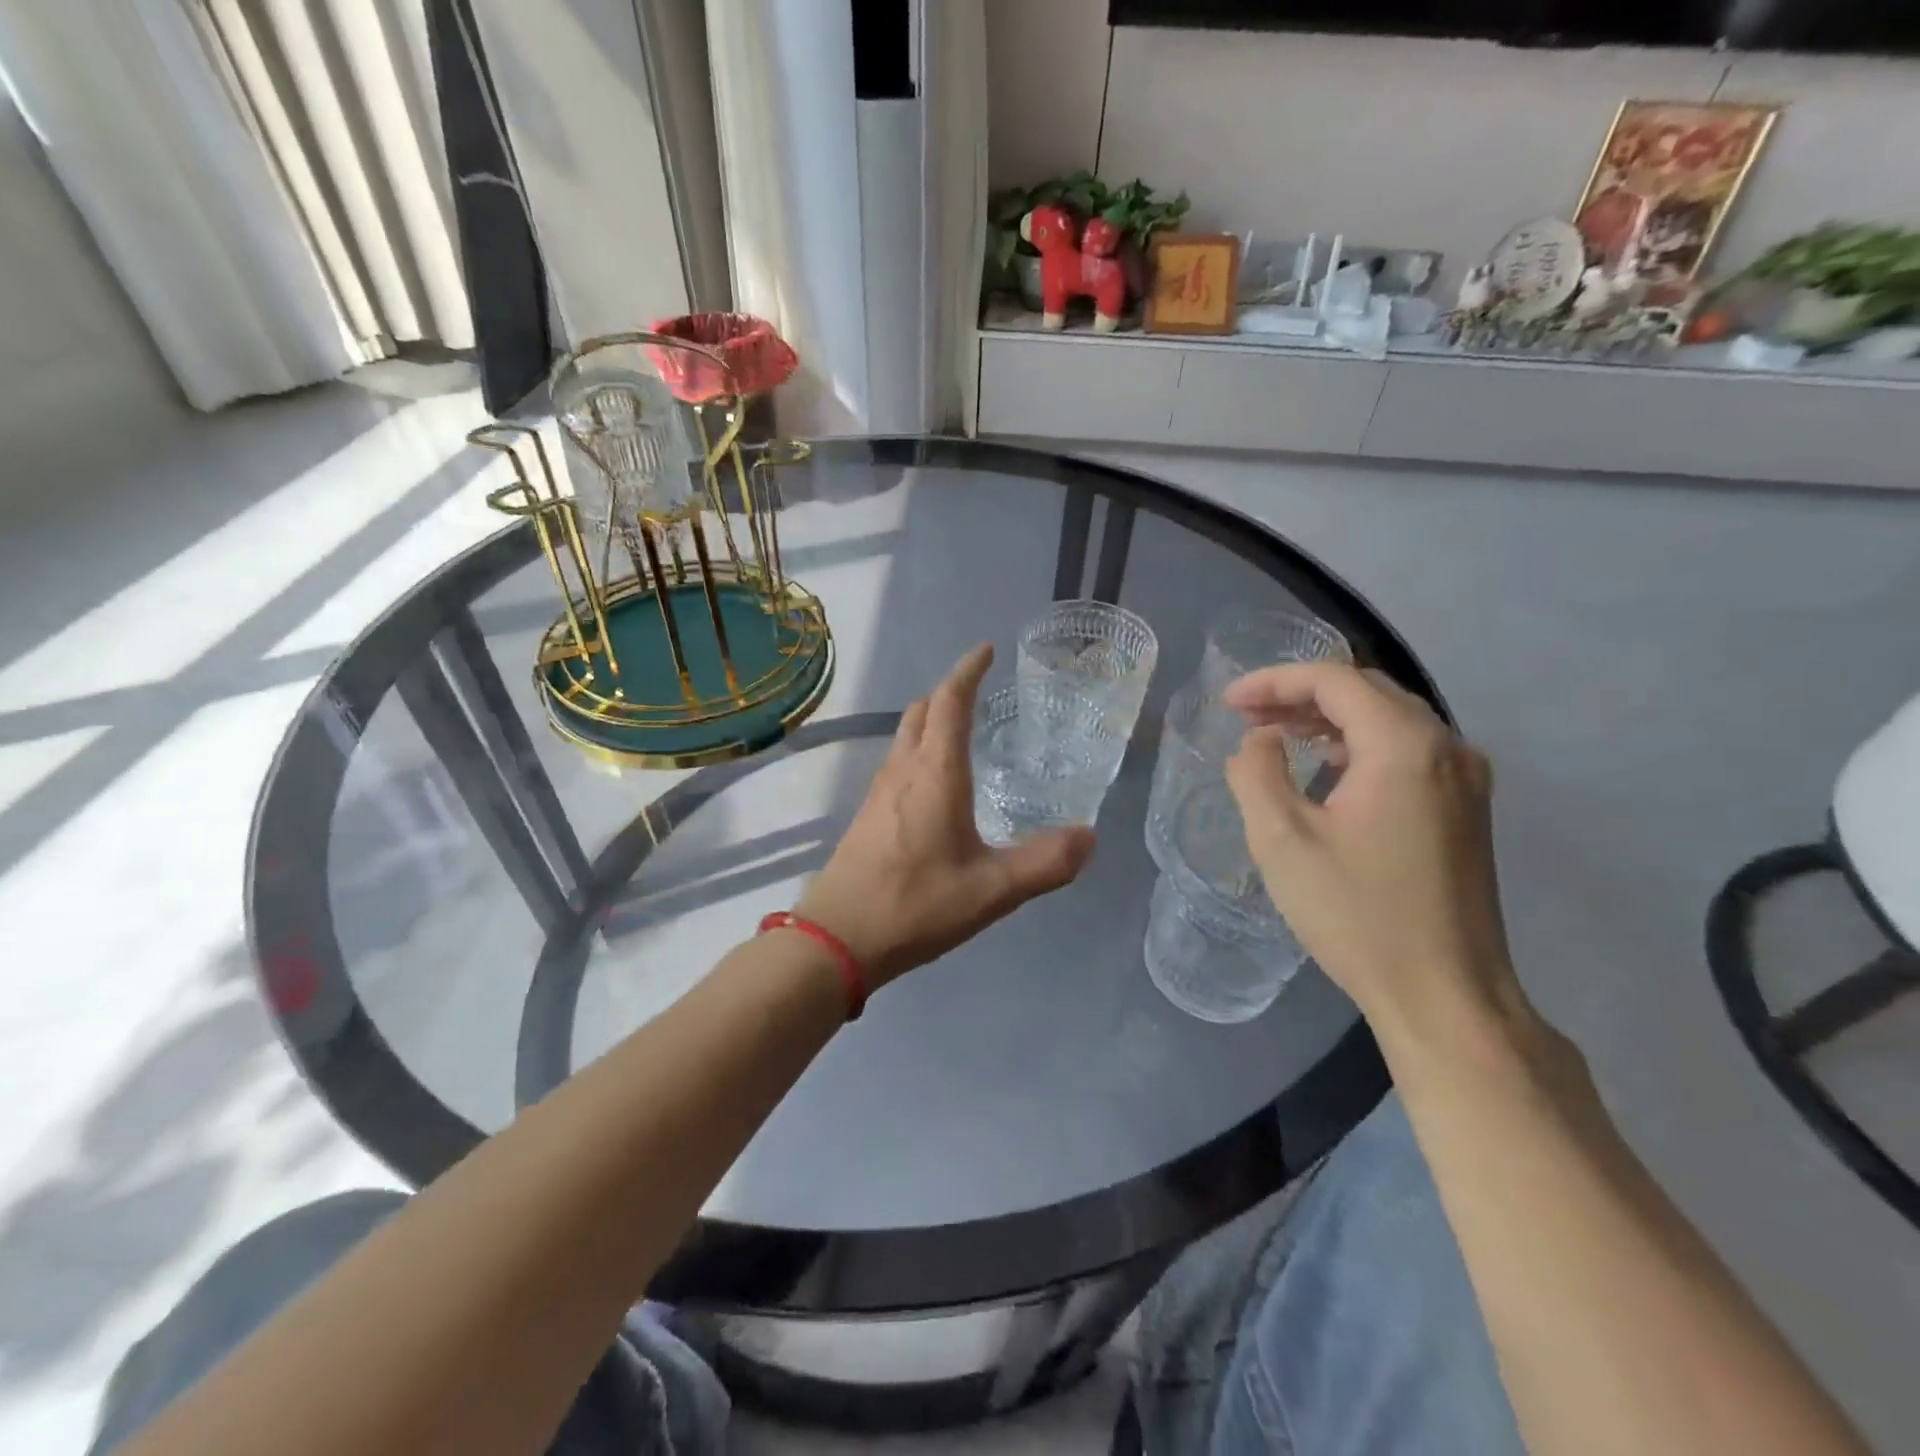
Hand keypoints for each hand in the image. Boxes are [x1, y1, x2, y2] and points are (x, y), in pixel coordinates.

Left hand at [796, 644, 1094, 987]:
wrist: (836, 939)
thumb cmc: (915, 905)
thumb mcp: (992, 891)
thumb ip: (1044, 863)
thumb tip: (1089, 837)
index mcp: (935, 773)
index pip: (950, 702)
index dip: (968, 671)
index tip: (986, 650)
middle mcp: (902, 771)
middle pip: (921, 712)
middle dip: (948, 693)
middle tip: (978, 692)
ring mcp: (878, 793)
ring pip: (904, 738)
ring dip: (930, 722)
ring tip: (961, 733)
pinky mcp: (866, 816)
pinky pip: (896, 765)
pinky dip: (919, 753)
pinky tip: (935, 786)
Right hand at [1222, 663, 1527, 1043]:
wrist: (1445, 994)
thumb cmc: (1357, 914)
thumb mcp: (1282, 840)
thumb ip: (1257, 773)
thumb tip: (1260, 741)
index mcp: (1405, 745)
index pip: (1334, 681)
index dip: (1274, 681)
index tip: (1228, 703)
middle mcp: (1447, 747)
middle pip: (1366, 691)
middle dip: (1300, 695)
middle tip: (1247, 716)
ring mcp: (1465, 778)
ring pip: (1389, 719)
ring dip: (1329, 718)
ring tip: (1276, 734)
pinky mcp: (1466, 808)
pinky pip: (1407, 750)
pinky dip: (1358, 744)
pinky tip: (1325, 768)